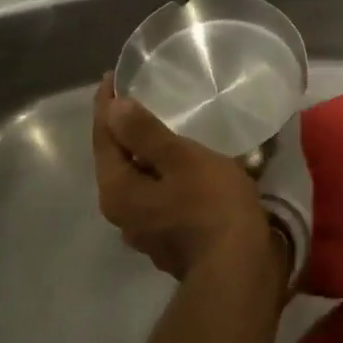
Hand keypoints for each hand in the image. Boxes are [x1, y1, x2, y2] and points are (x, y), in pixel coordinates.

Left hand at [92, 82, 282, 282]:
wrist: (238, 266)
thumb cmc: (210, 205)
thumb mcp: (182, 159)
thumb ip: (146, 133)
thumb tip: (114, 107)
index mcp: (117, 190)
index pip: (104, 138)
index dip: (107, 105)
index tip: (113, 76)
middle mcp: (121, 212)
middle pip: (116, 159)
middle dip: (124, 128)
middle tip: (137, 96)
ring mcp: (145, 229)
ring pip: (138, 178)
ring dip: (145, 151)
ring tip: (163, 126)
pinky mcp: (169, 236)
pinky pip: (158, 192)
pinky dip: (163, 171)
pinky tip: (184, 162)